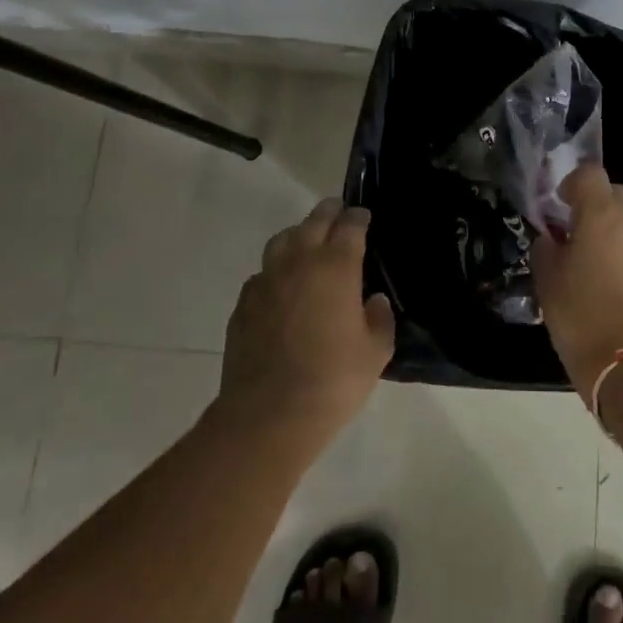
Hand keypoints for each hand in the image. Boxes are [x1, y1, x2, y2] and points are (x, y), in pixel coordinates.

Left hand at [217, 199, 394, 443]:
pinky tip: (282, 284)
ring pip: (282, 241)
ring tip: (307, 239)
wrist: (269, 414)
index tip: (363, 215)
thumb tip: (373, 301)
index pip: (349, 227)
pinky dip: (276, 269)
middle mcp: (299, 263)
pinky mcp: (243, 304)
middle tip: (337, 209)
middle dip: (328, 212)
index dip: (358, 218)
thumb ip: (379, 319)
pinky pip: (263, 273)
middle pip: (313, 223)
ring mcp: (266, 281)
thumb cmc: (334, 380)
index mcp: (336, 267)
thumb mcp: (375, 352)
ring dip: (298, 234)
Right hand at [531, 165, 622, 400]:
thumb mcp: (547, 283)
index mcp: (601, 216)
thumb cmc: (581, 320)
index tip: (564, 206)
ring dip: (622, 236)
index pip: (589, 174)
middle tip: (584, 240)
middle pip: (617, 196)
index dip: (574, 184)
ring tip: (611, 271)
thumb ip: (546, 248)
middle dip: (599, 209)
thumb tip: (553, 238)